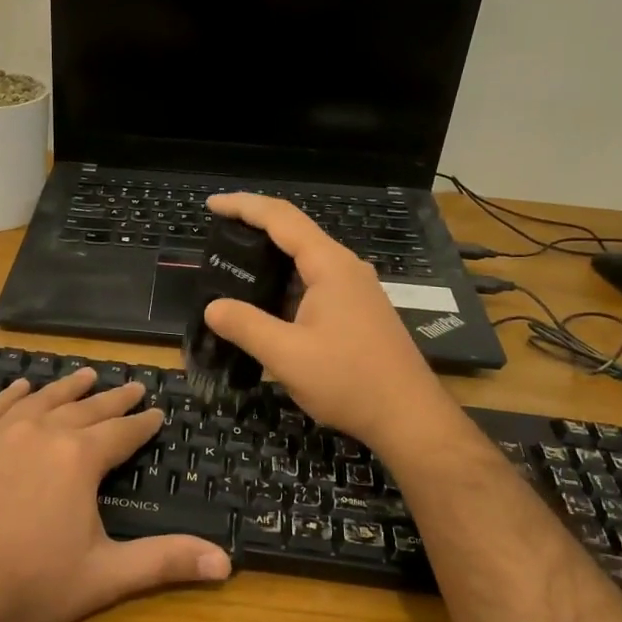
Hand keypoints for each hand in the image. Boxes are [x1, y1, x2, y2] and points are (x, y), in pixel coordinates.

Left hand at [0, 368, 231, 621]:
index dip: (142, 422)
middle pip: (85, 408)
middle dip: (113, 398)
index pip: (121, 432)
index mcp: (79, 458)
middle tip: (132, 386)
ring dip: (67, 387)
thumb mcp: (105, 576)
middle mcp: (42, 432)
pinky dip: (13, 394)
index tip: (157, 411)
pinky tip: (21, 386)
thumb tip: (227, 563)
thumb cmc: (31, 587)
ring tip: (86, 374)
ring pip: (42, 399)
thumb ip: (165, 561)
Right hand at [202, 194, 462, 454]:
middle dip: (255, 228)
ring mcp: (356, 290)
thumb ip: (246, 326)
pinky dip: (286, 282)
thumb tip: (212, 307)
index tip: (212, 204)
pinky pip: (316, 282)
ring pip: (306, 260)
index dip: (244, 206)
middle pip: (295, 232)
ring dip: (271, 258)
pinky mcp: (359, 311)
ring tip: (235, 267)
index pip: (281, 218)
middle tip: (217, 236)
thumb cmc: (349, 381)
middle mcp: (346, 268)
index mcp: (330, 266)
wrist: (409, 418)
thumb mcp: (287, 356)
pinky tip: (268, 303)